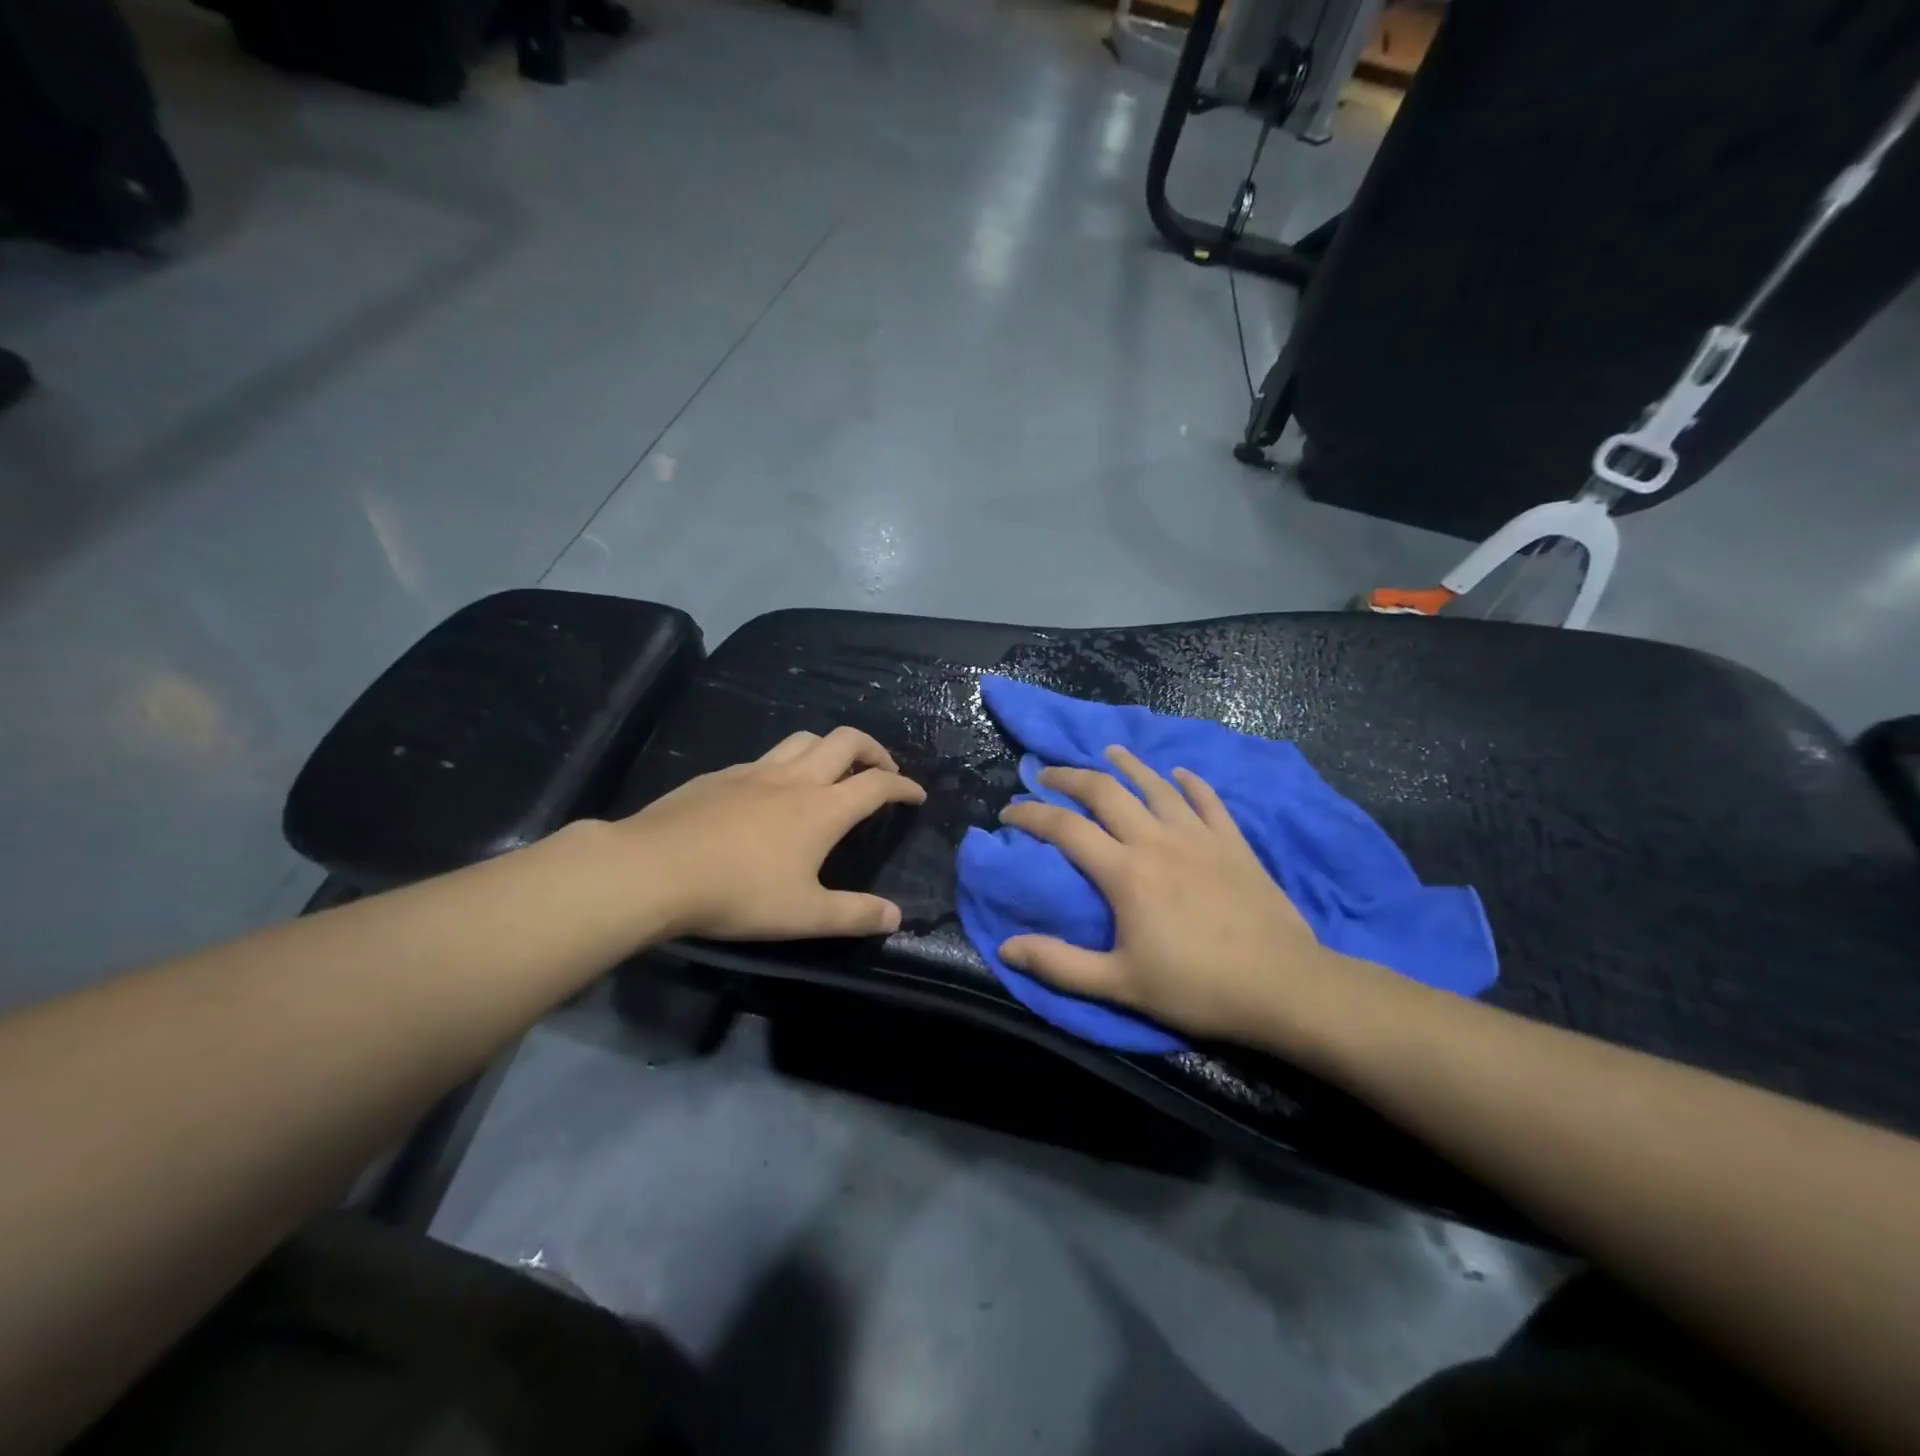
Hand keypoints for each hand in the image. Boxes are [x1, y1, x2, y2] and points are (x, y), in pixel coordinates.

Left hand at [623, 726, 926, 939]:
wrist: (654, 869)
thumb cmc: (738, 893)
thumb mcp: (804, 915)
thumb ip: (855, 915)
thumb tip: (897, 916)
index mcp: (823, 808)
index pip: (876, 785)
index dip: (903, 786)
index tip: (916, 795)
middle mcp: (795, 778)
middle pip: (845, 741)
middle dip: (873, 750)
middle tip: (882, 771)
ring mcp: (755, 770)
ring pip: (805, 738)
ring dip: (830, 747)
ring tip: (833, 770)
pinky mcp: (720, 775)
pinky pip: (766, 756)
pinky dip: (787, 763)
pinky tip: (772, 790)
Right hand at [997, 746, 1334, 1040]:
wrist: (1283, 986)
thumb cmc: (1196, 988)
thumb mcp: (1120, 984)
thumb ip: (1060, 964)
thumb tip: (1005, 948)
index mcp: (1125, 872)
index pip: (1065, 828)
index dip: (1031, 814)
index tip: (1008, 811)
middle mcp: (1157, 840)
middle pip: (1105, 791)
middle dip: (1069, 777)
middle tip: (1046, 774)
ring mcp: (1199, 836)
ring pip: (1156, 785)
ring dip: (1127, 765)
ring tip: (1107, 753)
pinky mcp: (1233, 842)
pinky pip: (1208, 800)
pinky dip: (1190, 782)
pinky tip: (1179, 773)